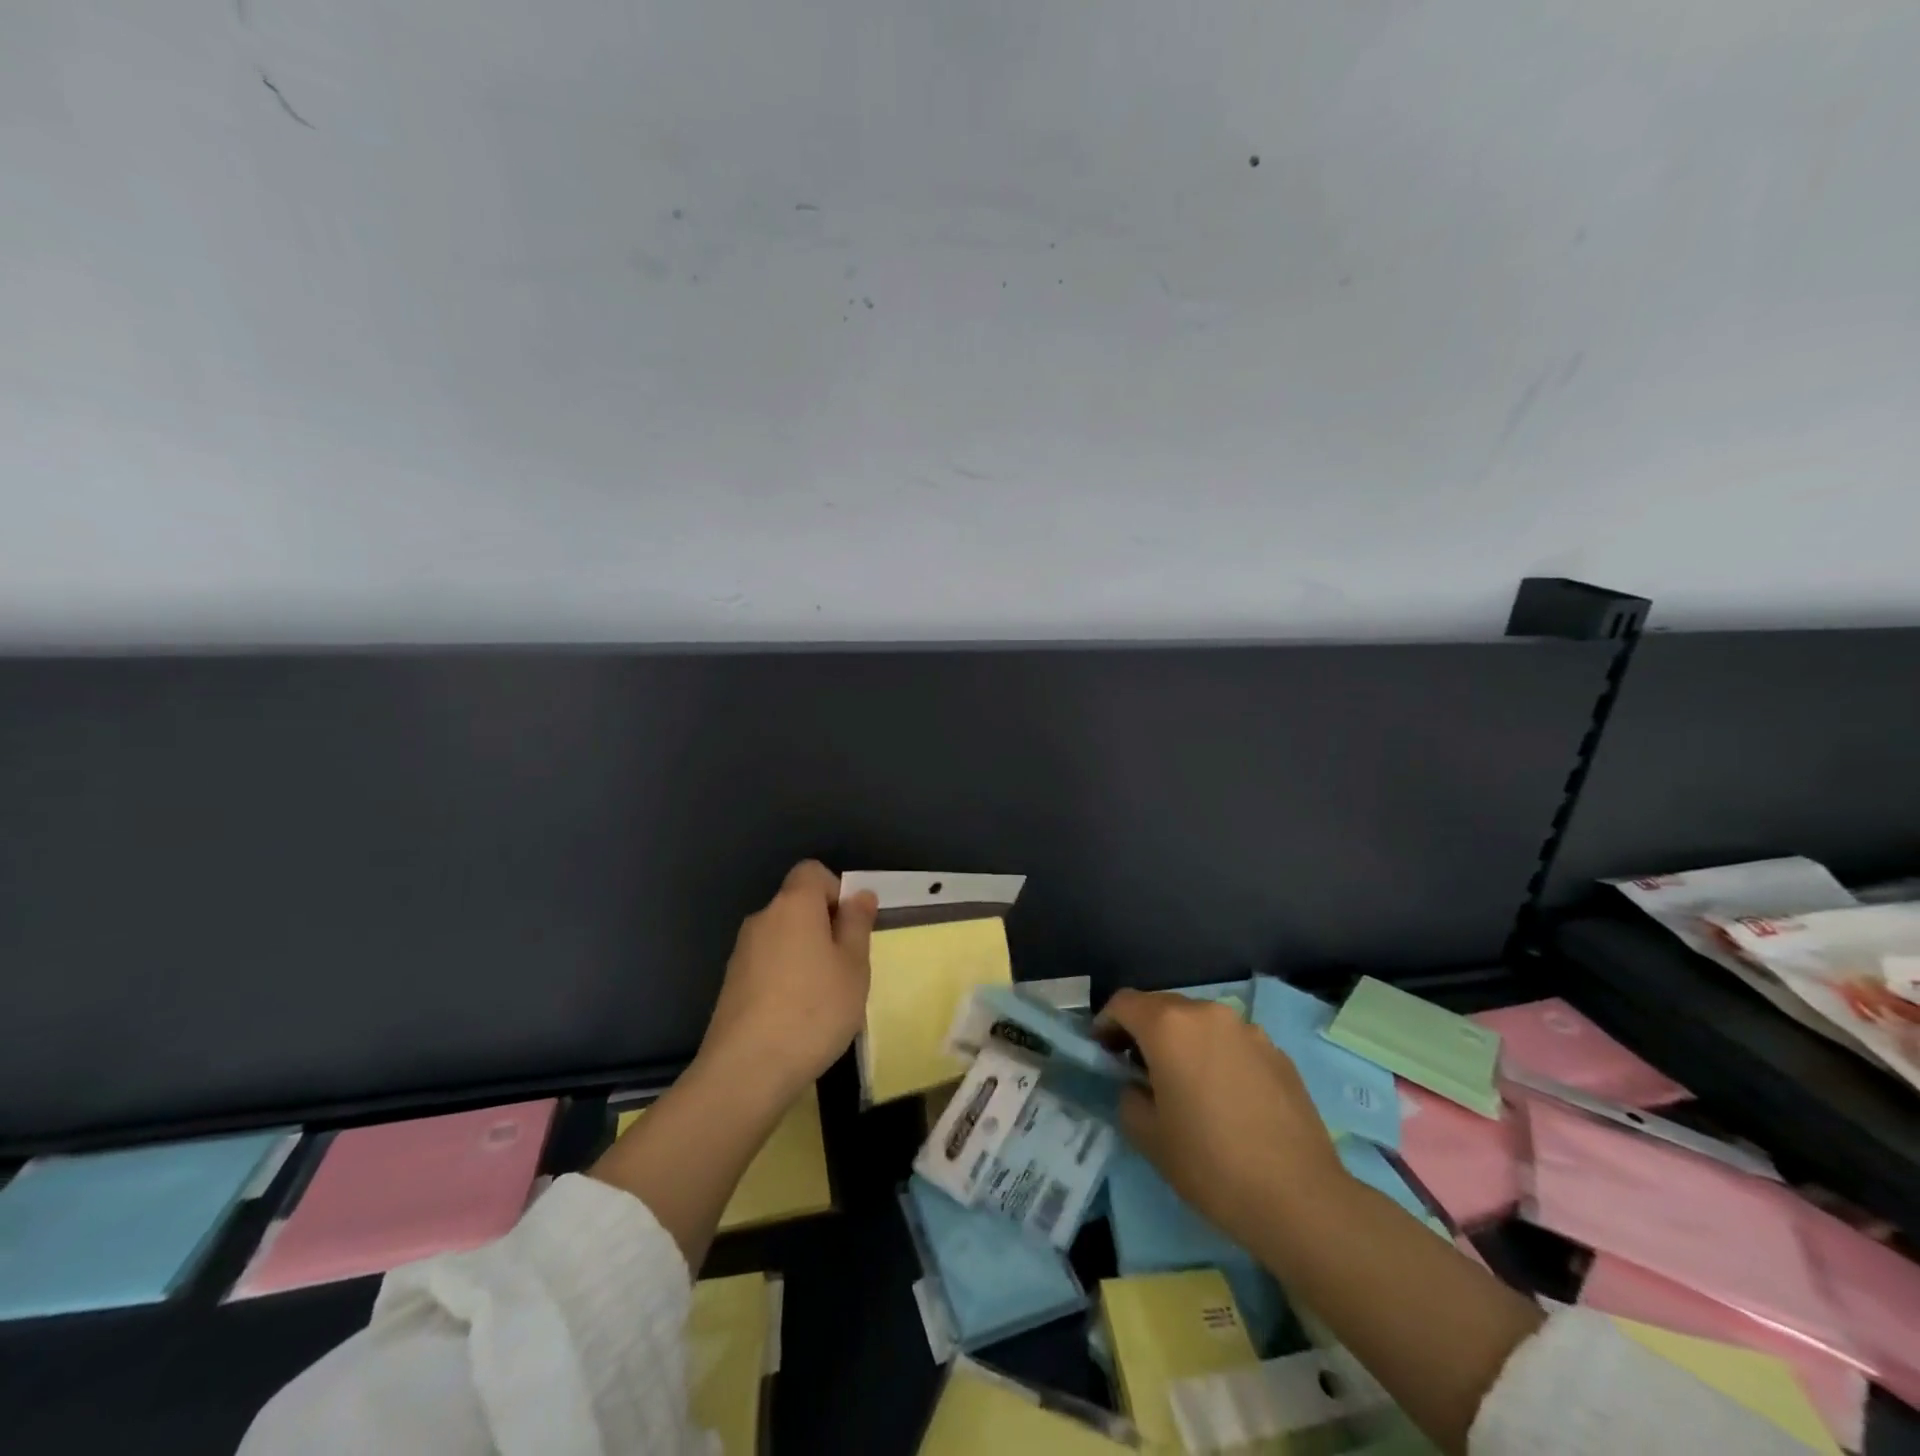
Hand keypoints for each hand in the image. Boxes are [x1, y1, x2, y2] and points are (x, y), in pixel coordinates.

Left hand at [696, 860, 878, 1103]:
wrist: (746, 1070)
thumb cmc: (814, 1010)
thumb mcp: (853, 967)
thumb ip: (857, 924)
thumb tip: (858, 894)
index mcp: (794, 905)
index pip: (812, 872)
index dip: (835, 890)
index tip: (851, 927)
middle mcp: (763, 919)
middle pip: (797, 905)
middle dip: (823, 926)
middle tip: (845, 967)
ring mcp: (742, 952)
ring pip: (783, 937)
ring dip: (804, 954)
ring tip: (823, 998)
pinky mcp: (731, 983)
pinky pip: (767, 964)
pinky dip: (785, 977)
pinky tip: (796, 1016)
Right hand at [1100, 989, 1345, 1246]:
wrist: (1300, 1198)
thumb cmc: (1211, 1164)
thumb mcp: (1148, 1136)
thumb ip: (1129, 1096)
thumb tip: (1138, 1086)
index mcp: (1169, 1026)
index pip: (1124, 1003)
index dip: (1105, 1023)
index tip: (1102, 1051)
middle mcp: (1208, 1014)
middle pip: (1162, 1007)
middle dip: (1143, 1030)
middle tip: (1135, 1068)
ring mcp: (1247, 1030)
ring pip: (1200, 1023)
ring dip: (1182, 1042)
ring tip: (1184, 1084)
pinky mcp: (1277, 1052)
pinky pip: (1232, 1042)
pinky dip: (1216, 1056)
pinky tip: (1224, 1098)